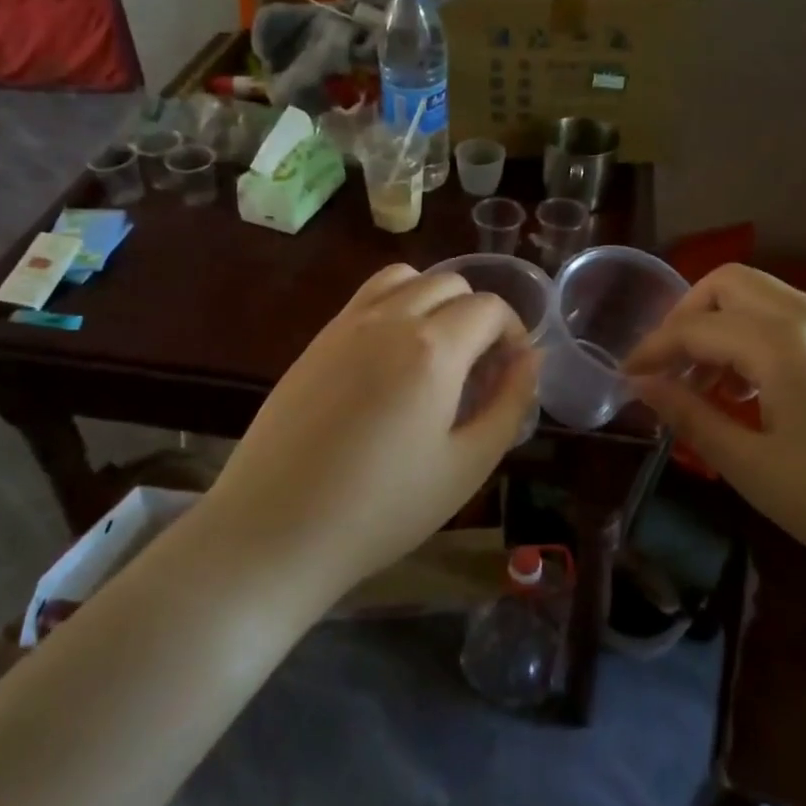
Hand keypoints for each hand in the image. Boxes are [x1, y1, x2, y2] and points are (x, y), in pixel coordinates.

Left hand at [202, 263, 539, 603]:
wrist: (276, 528)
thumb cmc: (383, 508)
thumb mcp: (467, 465)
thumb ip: (510, 404)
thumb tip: (530, 359)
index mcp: (432, 348)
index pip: (489, 307)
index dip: (513, 333)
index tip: (513, 372)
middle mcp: (389, 318)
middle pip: (449, 283)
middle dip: (477, 315)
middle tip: (479, 369)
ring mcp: (345, 324)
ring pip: (405, 278)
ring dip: (434, 300)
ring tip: (437, 352)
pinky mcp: (316, 340)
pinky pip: (367, 299)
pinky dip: (395, 307)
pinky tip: (391, 361)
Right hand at [625, 264, 805, 605]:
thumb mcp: (756, 471)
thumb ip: (692, 417)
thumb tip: (642, 386)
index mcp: (784, 346)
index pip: (696, 327)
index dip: (653, 349)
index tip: (628, 378)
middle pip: (731, 283)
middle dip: (688, 316)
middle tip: (670, 367)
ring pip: (769, 296)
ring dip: (728, 324)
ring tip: (715, 385)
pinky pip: (803, 319)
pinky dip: (765, 336)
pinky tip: (767, 391)